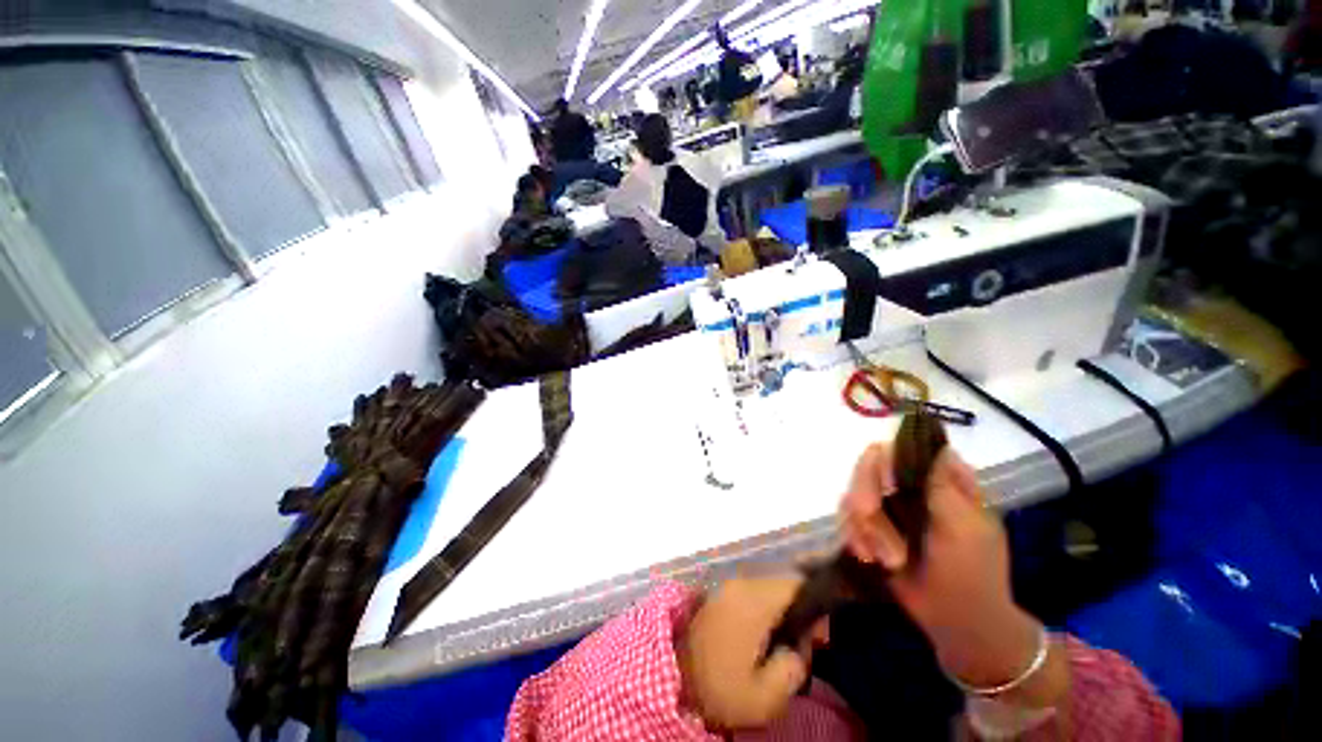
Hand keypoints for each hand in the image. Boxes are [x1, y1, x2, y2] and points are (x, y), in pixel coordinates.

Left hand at [678, 576, 824, 729]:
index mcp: (753, 600)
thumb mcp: (765, 697)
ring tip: (779, 647)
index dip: (815, 606)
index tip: (818, 635)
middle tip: (799, 647)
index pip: (795, 585)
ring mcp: (725, 587)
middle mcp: (739, 583)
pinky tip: (759, 639)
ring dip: (778, 613)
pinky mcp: (716, 595)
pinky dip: (761, 612)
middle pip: (781, 586)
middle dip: (797, 612)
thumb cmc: (719, 688)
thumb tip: (799, 646)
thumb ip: (793, 668)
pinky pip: (749, 595)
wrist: (671, 680)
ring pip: (765, 590)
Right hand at [841, 444, 1063, 703]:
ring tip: (884, 558)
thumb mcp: (965, 528)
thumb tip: (935, 444)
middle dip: (866, 498)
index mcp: (938, 481)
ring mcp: (887, 507)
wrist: (958, 623)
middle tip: (870, 520)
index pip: (901, 449)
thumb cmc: (972, 573)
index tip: (887, 486)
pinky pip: (847, 520)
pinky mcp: (871, 528)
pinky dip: (855, 538)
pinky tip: (870, 558)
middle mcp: (908, 486)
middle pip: (868, 469)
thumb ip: (944, 486)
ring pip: (852, 494)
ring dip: (864, 527)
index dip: (886, 461)